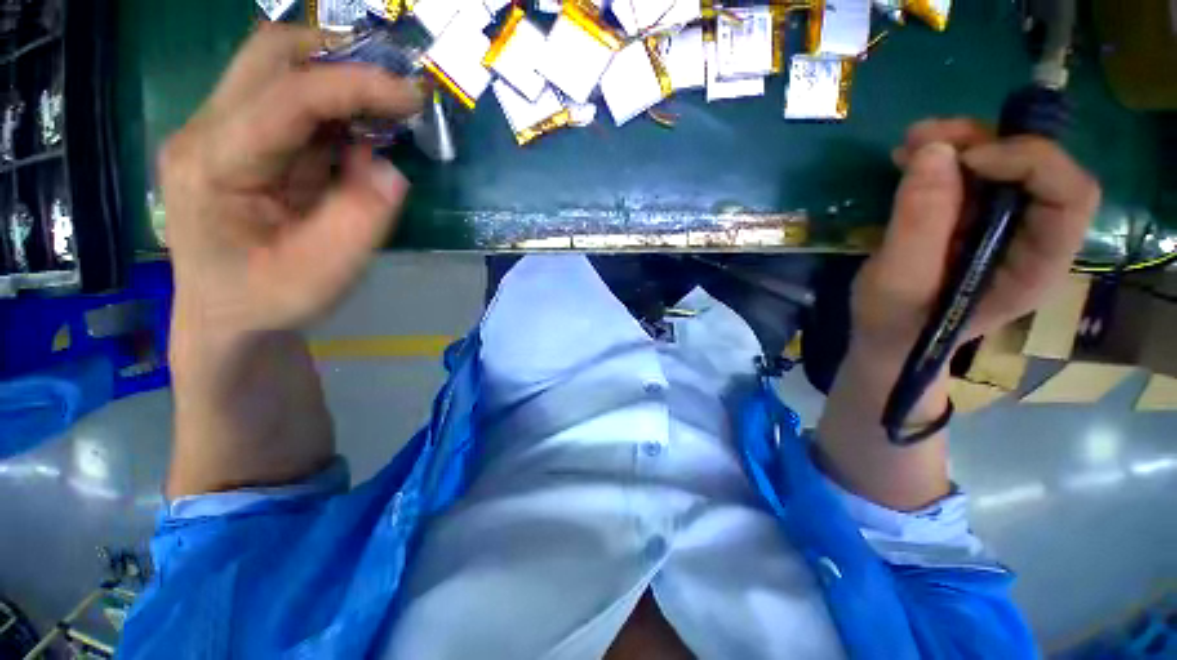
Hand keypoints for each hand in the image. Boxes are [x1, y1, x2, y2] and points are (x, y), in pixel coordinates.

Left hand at [161, 24, 424, 339]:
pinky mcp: (239, 141)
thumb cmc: (269, 299)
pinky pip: (289, 102)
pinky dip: (332, 107)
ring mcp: (218, 132)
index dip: (353, 86)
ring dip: (337, 80)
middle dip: (339, 58)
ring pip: (278, 69)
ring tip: (384, 112)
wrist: (226, 313)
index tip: (411, 95)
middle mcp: (205, 133)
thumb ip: (360, 220)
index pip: (286, 97)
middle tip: (392, 89)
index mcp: (213, 166)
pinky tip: (359, 135)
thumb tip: (390, 170)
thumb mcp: (324, 274)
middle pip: (269, 55)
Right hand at [852, 118, 1100, 365]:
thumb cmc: (895, 324)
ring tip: (909, 143)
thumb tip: (934, 151)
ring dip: (960, 143)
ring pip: (1004, 163)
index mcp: (1035, 266)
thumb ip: (918, 224)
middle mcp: (1032, 238)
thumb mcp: (899, 282)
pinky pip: (972, 175)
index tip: (966, 159)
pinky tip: (909, 157)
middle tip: (923, 137)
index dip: (1030, 162)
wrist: (886, 337)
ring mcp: (1002, 226)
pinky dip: (943, 157)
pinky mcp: (972, 219)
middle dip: (985, 142)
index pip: (1069, 197)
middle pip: (1038, 169)